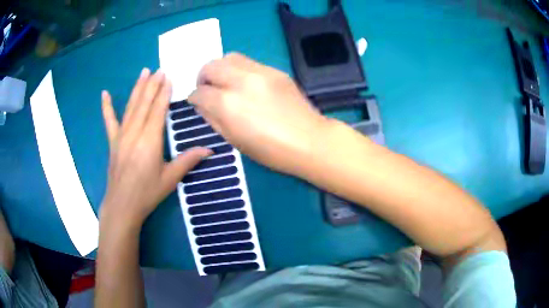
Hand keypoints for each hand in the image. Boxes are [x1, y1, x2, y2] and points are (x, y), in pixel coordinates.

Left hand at [100, 68, 210, 227]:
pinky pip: (109, 121)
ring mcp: (121, 136)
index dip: (163, 93)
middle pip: (144, 103)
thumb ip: (188, 161)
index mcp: (150, 141)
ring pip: (130, 107)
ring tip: (144, 72)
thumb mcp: (170, 179)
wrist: (122, 206)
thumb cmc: (147, 193)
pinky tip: (104, 94)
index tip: (168, 77)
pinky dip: (106, 107)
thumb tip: (210, 150)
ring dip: (138, 88)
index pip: (157, 110)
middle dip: (152, 85)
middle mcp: (134, 133)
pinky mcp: (113, 142)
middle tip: (159, 70)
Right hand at [189, 53, 327, 174]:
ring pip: (229, 57)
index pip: (200, 92)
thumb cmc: (271, 150)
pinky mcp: (275, 70)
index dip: (194, 98)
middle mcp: (241, 81)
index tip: (197, 102)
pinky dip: (239, 70)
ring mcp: (260, 72)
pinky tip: (245, 84)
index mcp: (227, 104)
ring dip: (220, 69)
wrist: (309, 141)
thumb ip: (213, 118)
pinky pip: (249, 62)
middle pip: (210, 66)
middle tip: (207, 89)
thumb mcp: (234, 140)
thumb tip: (202, 104)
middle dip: (203, 77)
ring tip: (225, 83)